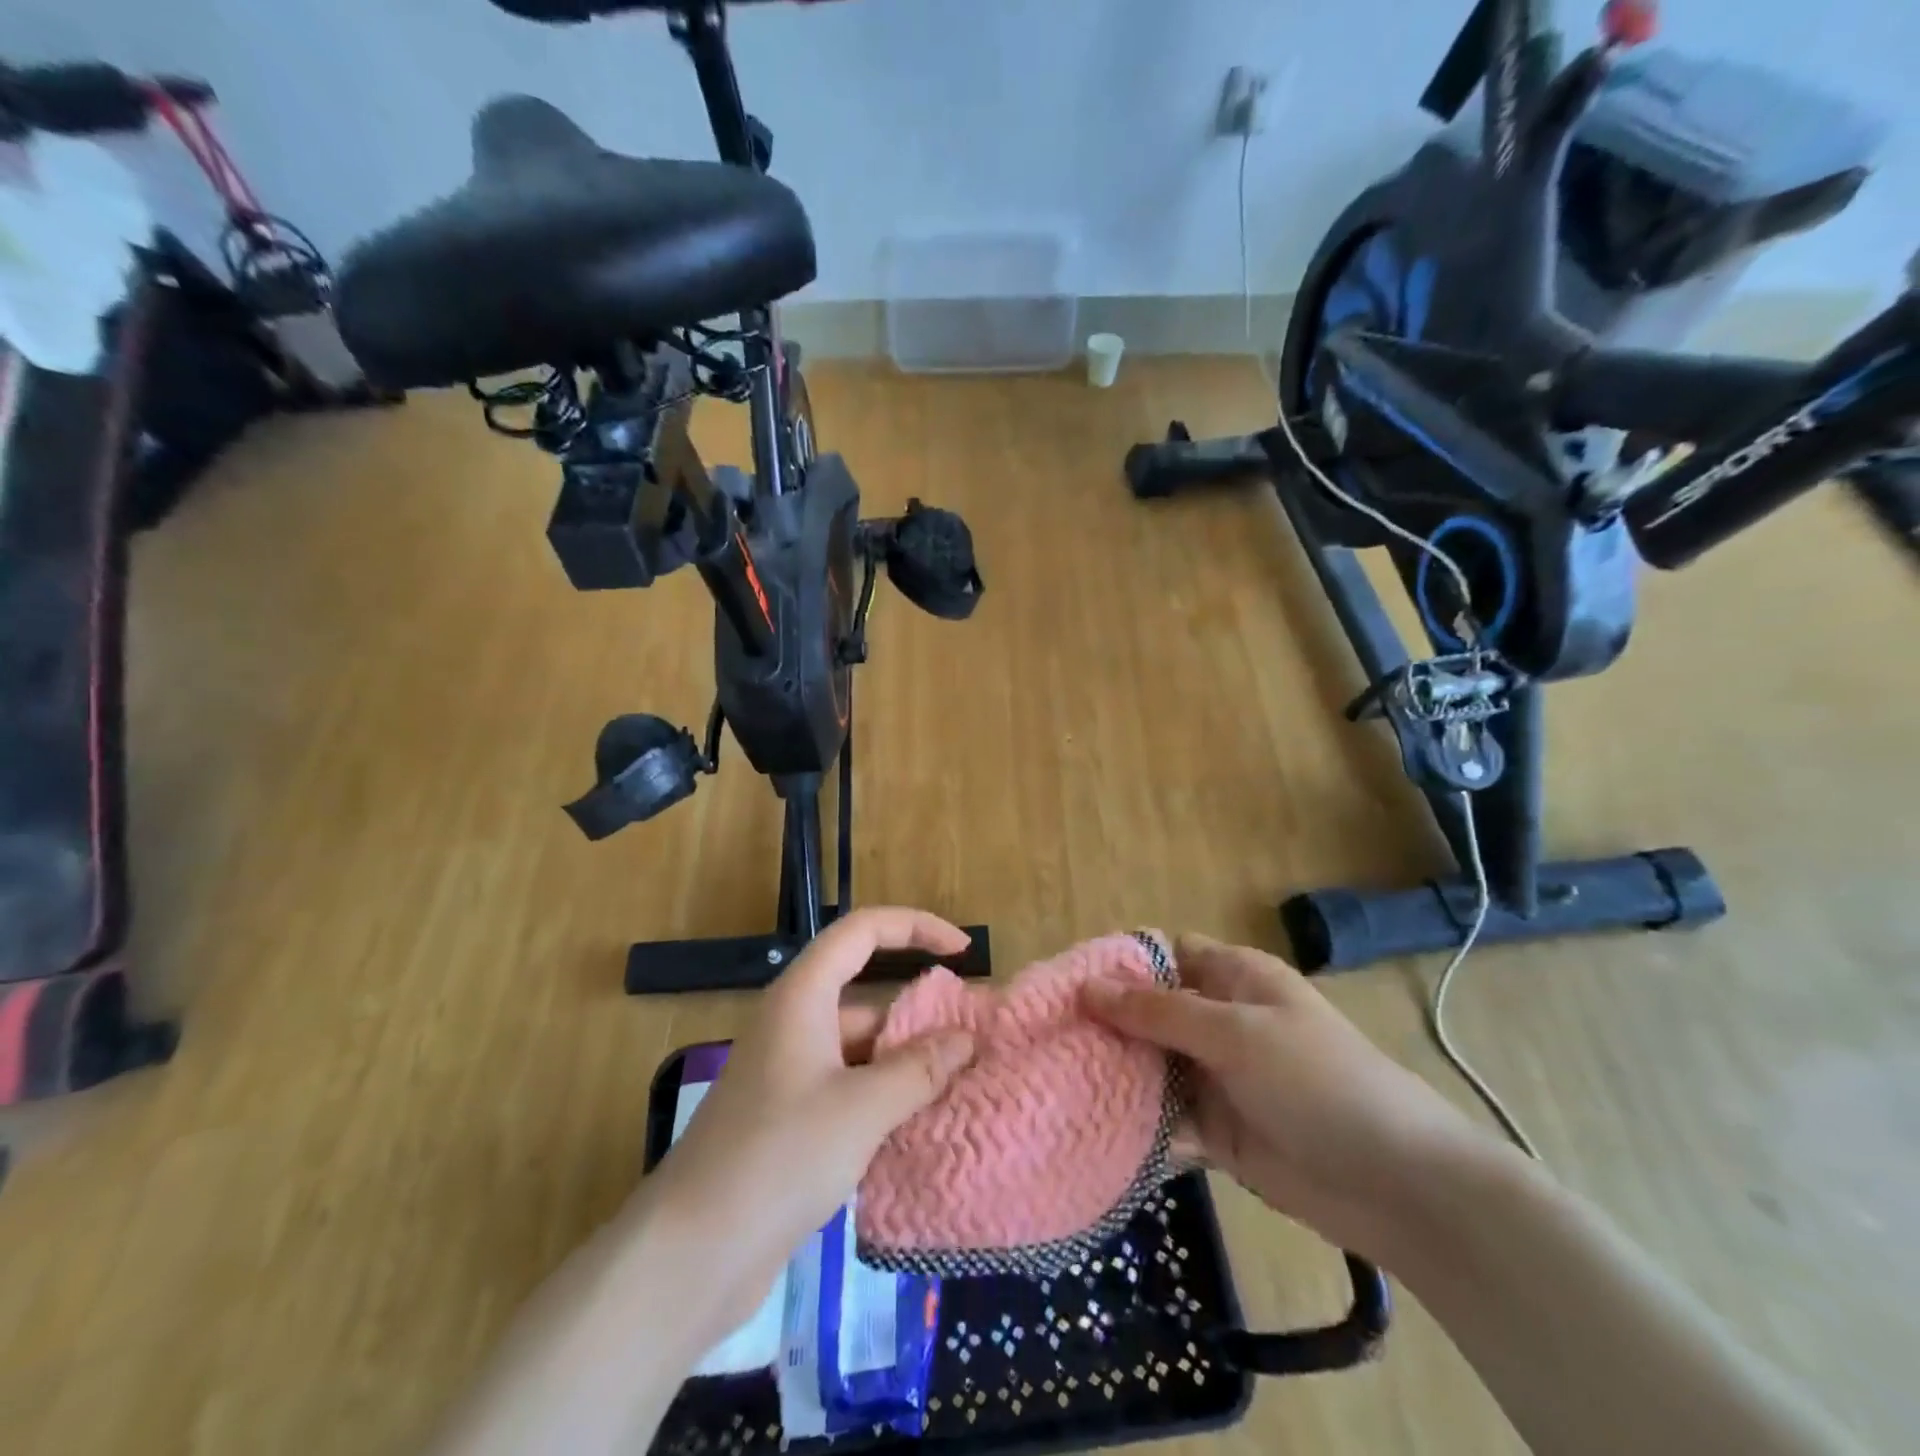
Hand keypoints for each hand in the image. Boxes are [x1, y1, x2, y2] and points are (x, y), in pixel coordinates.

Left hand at [639, 908, 976, 1340]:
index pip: (864, 931)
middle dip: (920, 1014)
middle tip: (974, 1044)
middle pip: (867, 995)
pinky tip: (919, 1127)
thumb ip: (918, 1069)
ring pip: (861, 1049)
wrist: (691, 1254)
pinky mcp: (788, 1119)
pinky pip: (849, 1088)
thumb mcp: (861, 1109)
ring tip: (961, 1088)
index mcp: (803, 997)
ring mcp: (789, 1073)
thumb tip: (964, 1039)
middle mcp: (794, 1024)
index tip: (965, 951)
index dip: (916, 928)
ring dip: (906, 1064)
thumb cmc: (778, 1158)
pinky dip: (884, 1098)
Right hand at [1085, 934, 1490, 1262]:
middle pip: (1150, 1011)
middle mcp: (1221, 1020)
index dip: (1119, 962)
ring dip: (1114, 1071)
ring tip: (1054, 1078)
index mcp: (1234, 978)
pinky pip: (1166, 1117)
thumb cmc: (1316, 1081)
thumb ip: (1158, 1012)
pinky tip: (1088, 1125)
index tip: (1064, 981)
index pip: (1164, 954)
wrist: (1396, 1184)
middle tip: (1046, 1035)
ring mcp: (1218, 1077)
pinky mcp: (1217, 1130)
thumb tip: (1087, 987)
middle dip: (1105, 1022)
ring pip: (1153, 1065)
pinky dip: (1135, 1121)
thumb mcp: (1234, 1033)